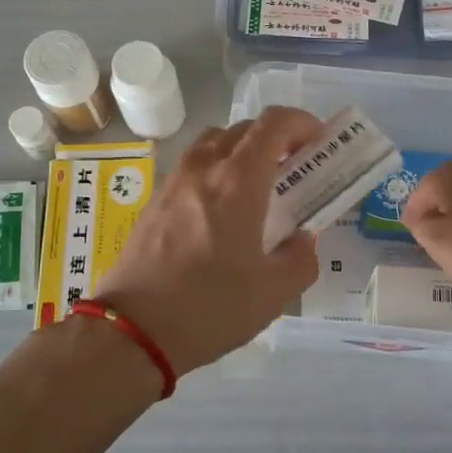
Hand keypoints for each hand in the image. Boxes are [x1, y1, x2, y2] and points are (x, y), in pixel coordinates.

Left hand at [94, 107, 323, 374]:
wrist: (133, 330)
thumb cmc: (209, 307)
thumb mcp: (273, 293)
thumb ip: (300, 259)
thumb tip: (303, 241)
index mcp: (238, 181)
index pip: (274, 124)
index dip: (302, 122)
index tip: (318, 142)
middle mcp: (204, 168)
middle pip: (244, 128)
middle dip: (276, 139)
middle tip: (294, 169)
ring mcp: (174, 181)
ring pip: (214, 142)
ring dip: (242, 150)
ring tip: (256, 186)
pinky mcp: (154, 200)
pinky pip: (193, 166)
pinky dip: (216, 170)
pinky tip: (220, 212)